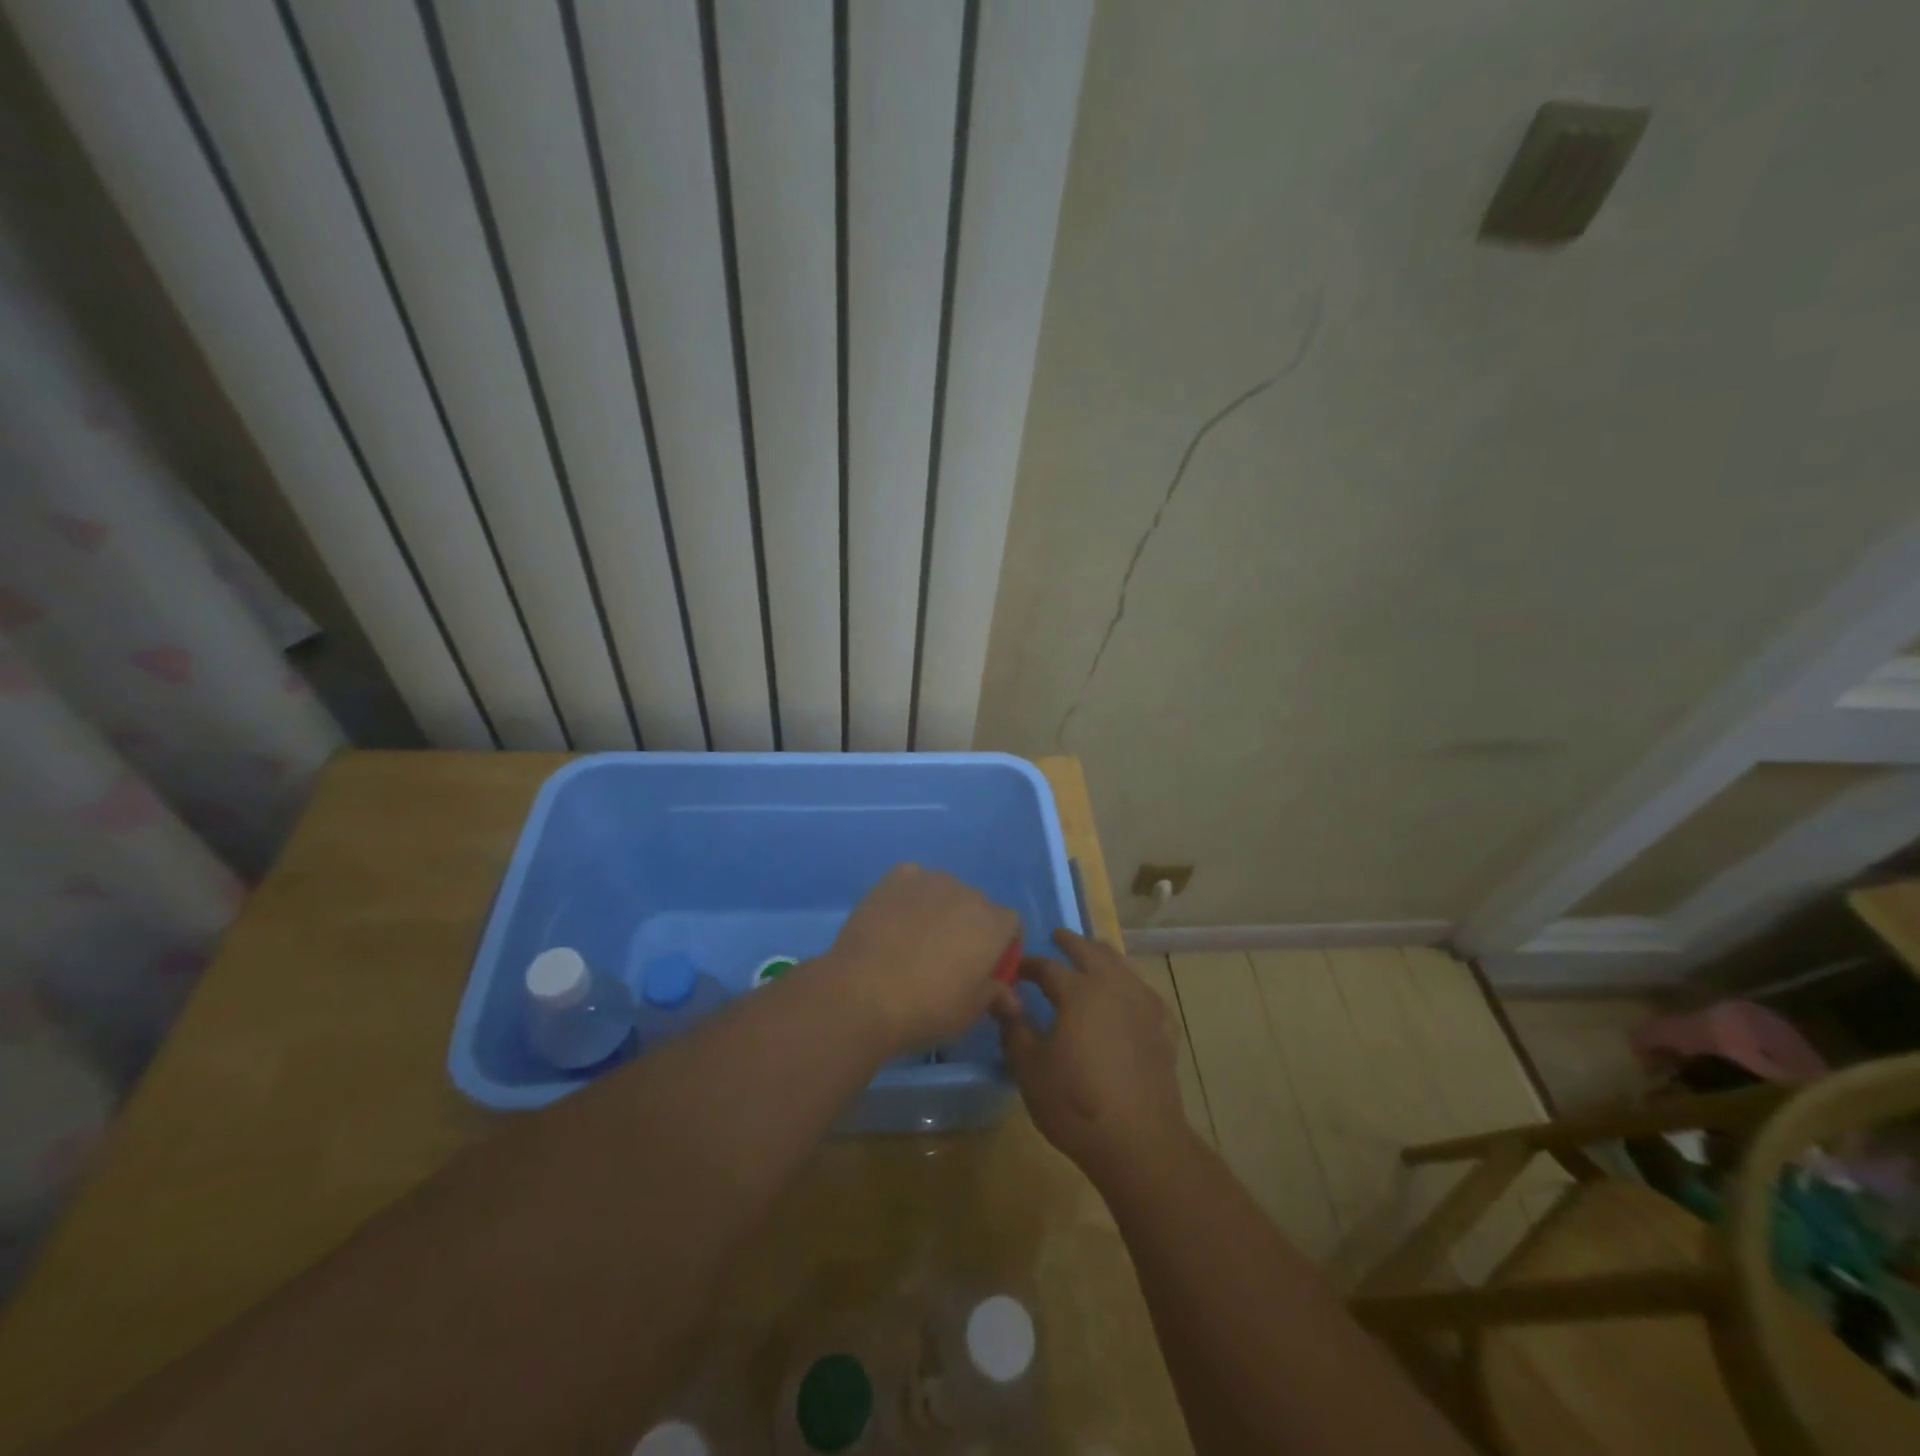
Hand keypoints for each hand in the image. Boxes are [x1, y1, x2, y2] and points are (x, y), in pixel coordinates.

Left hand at [822, 865, 1018, 1057]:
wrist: (863, 992)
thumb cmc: (927, 1008)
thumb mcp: (970, 1012)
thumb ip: (995, 996)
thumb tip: (1012, 998)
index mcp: (994, 924)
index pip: (1011, 925)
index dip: (1002, 947)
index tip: (985, 970)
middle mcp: (967, 893)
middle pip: (977, 906)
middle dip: (969, 927)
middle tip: (947, 959)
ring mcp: (930, 880)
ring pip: (944, 892)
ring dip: (940, 910)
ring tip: (914, 940)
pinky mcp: (896, 877)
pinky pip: (913, 882)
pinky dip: (910, 897)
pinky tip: (895, 921)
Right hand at [995, 929, 1190, 1181]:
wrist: (1139, 1140)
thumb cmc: (1075, 1103)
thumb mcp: (1030, 1069)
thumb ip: (1014, 1028)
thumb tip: (1001, 997)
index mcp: (1078, 992)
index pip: (1048, 967)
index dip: (1030, 965)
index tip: (1017, 967)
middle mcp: (1113, 987)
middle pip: (1091, 952)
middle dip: (1072, 942)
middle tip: (1058, 936)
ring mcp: (1144, 1006)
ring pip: (1123, 966)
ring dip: (1104, 956)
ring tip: (1094, 954)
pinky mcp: (1163, 1029)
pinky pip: (1146, 993)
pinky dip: (1132, 986)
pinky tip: (1131, 995)